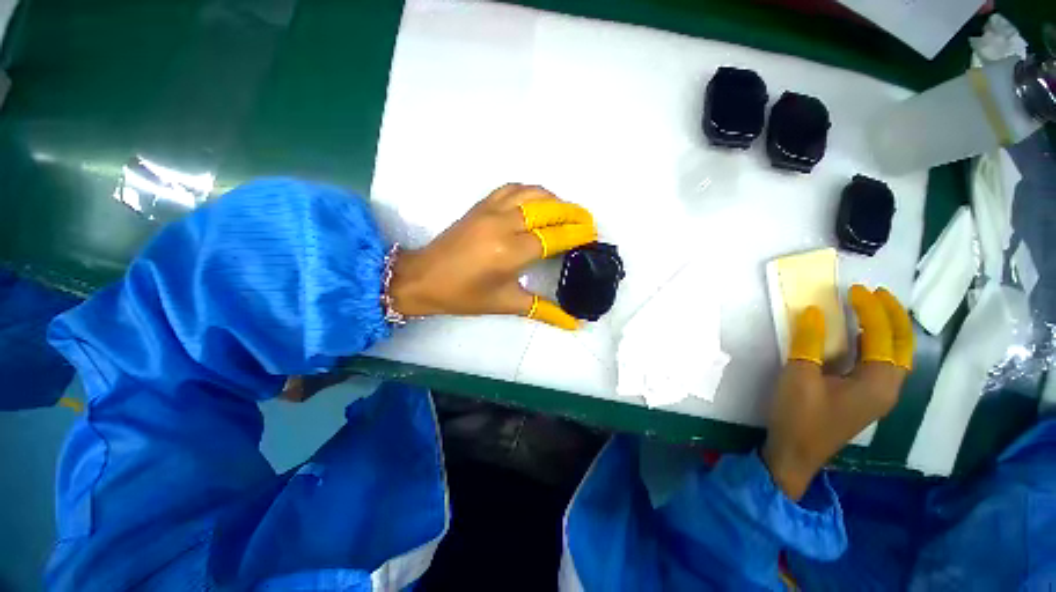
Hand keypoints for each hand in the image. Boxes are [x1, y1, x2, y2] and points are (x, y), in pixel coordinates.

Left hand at [388, 184, 597, 329]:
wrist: (424, 278)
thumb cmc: (465, 296)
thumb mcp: (507, 303)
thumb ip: (544, 310)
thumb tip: (574, 324)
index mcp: (511, 252)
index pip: (555, 237)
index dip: (577, 233)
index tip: (593, 234)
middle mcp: (504, 225)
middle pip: (548, 209)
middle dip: (573, 213)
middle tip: (587, 222)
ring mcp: (491, 210)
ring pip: (532, 194)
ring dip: (555, 200)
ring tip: (567, 212)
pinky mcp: (480, 204)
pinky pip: (512, 188)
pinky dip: (531, 191)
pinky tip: (538, 201)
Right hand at [762, 285, 913, 499]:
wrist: (795, 453)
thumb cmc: (798, 416)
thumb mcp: (799, 376)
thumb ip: (809, 343)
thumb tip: (815, 312)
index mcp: (877, 382)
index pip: (882, 336)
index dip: (871, 310)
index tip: (854, 290)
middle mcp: (887, 387)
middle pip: (902, 345)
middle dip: (893, 315)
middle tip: (875, 293)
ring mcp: (879, 395)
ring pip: (895, 354)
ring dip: (887, 328)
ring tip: (871, 307)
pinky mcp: (865, 398)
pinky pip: (881, 363)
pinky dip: (875, 343)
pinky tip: (859, 337)